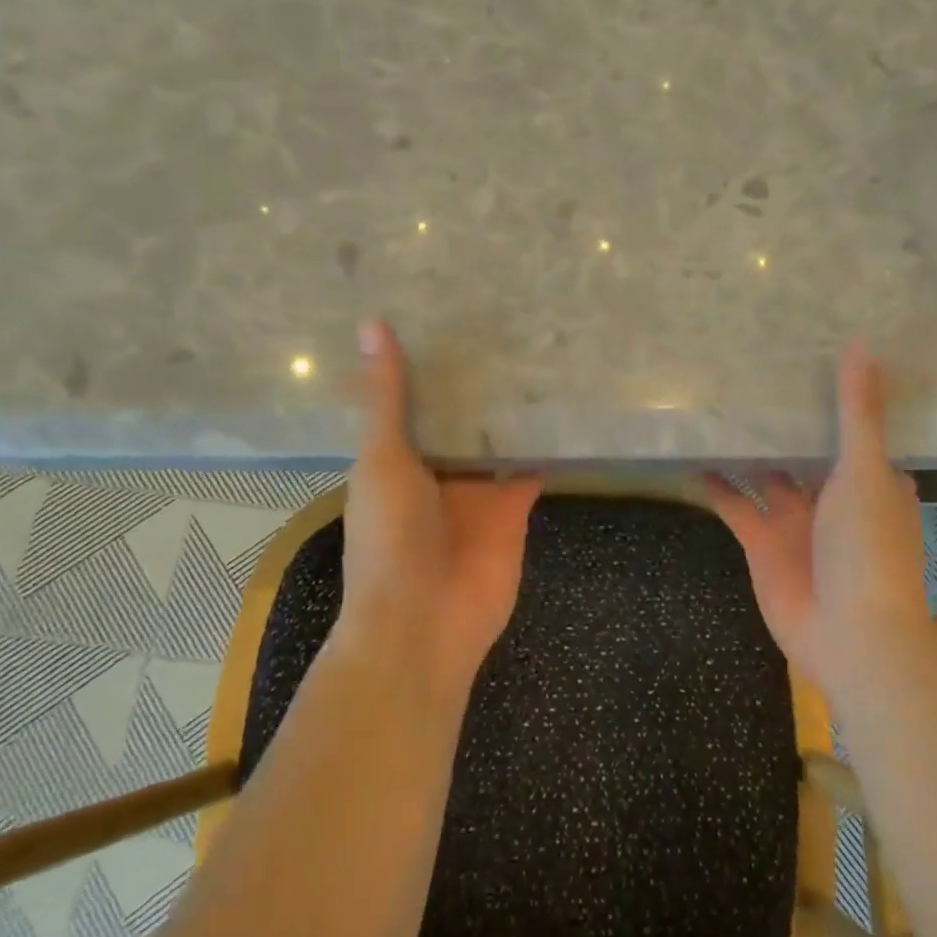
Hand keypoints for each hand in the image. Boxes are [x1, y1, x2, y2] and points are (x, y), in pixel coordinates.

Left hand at [337, 320, 542, 691]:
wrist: (424, 621)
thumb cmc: (389, 538)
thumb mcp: (382, 458)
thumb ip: (385, 397)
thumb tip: (371, 323)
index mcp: (396, 459)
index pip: (415, 402)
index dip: (429, 365)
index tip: (449, 315)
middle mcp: (437, 471)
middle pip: (460, 420)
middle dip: (477, 385)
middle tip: (507, 323)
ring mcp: (477, 492)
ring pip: (497, 441)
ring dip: (512, 412)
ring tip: (540, 354)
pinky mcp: (514, 509)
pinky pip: (532, 470)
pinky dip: (546, 447)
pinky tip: (565, 409)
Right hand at [704, 339, 931, 696]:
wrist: (849, 634)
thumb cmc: (868, 547)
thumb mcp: (864, 470)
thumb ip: (857, 411)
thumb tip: (862, 342)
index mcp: (871, 478)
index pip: (853, 426)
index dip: (833, 395)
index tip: (809, 353)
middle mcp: (833, 495)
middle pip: (804, 448)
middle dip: (784, 419)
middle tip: (750, 369)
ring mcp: (796, 520)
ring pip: (765, 473)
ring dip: (745, 448)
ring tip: (715, 406)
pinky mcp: (762, 541)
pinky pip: (735, 504)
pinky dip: (715, 485)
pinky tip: (692, 456)